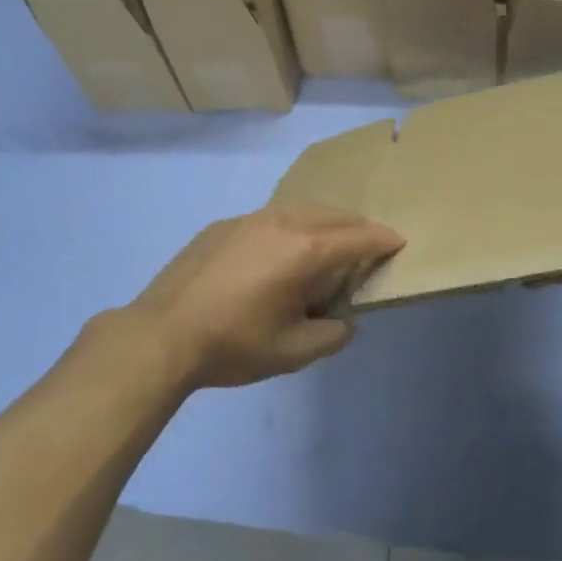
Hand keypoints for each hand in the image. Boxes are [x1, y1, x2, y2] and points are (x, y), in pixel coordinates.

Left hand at [107, 204, 404, 390]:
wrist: (162, 334)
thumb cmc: (234, 344)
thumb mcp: (293, 352)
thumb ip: (331, 335)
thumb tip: (343, 322)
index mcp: (306, 250)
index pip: (358, 237)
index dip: (382, 239)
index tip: (399, 242)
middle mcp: (283, 223)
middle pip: (333, 215)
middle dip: (357, 225)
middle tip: (371, 240)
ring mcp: (250, 219)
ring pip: (301, 209)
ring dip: (325, 220)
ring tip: (332, 239)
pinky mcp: (225, 225)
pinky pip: (271, 216)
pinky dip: (293, 224)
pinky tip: (283, 247)